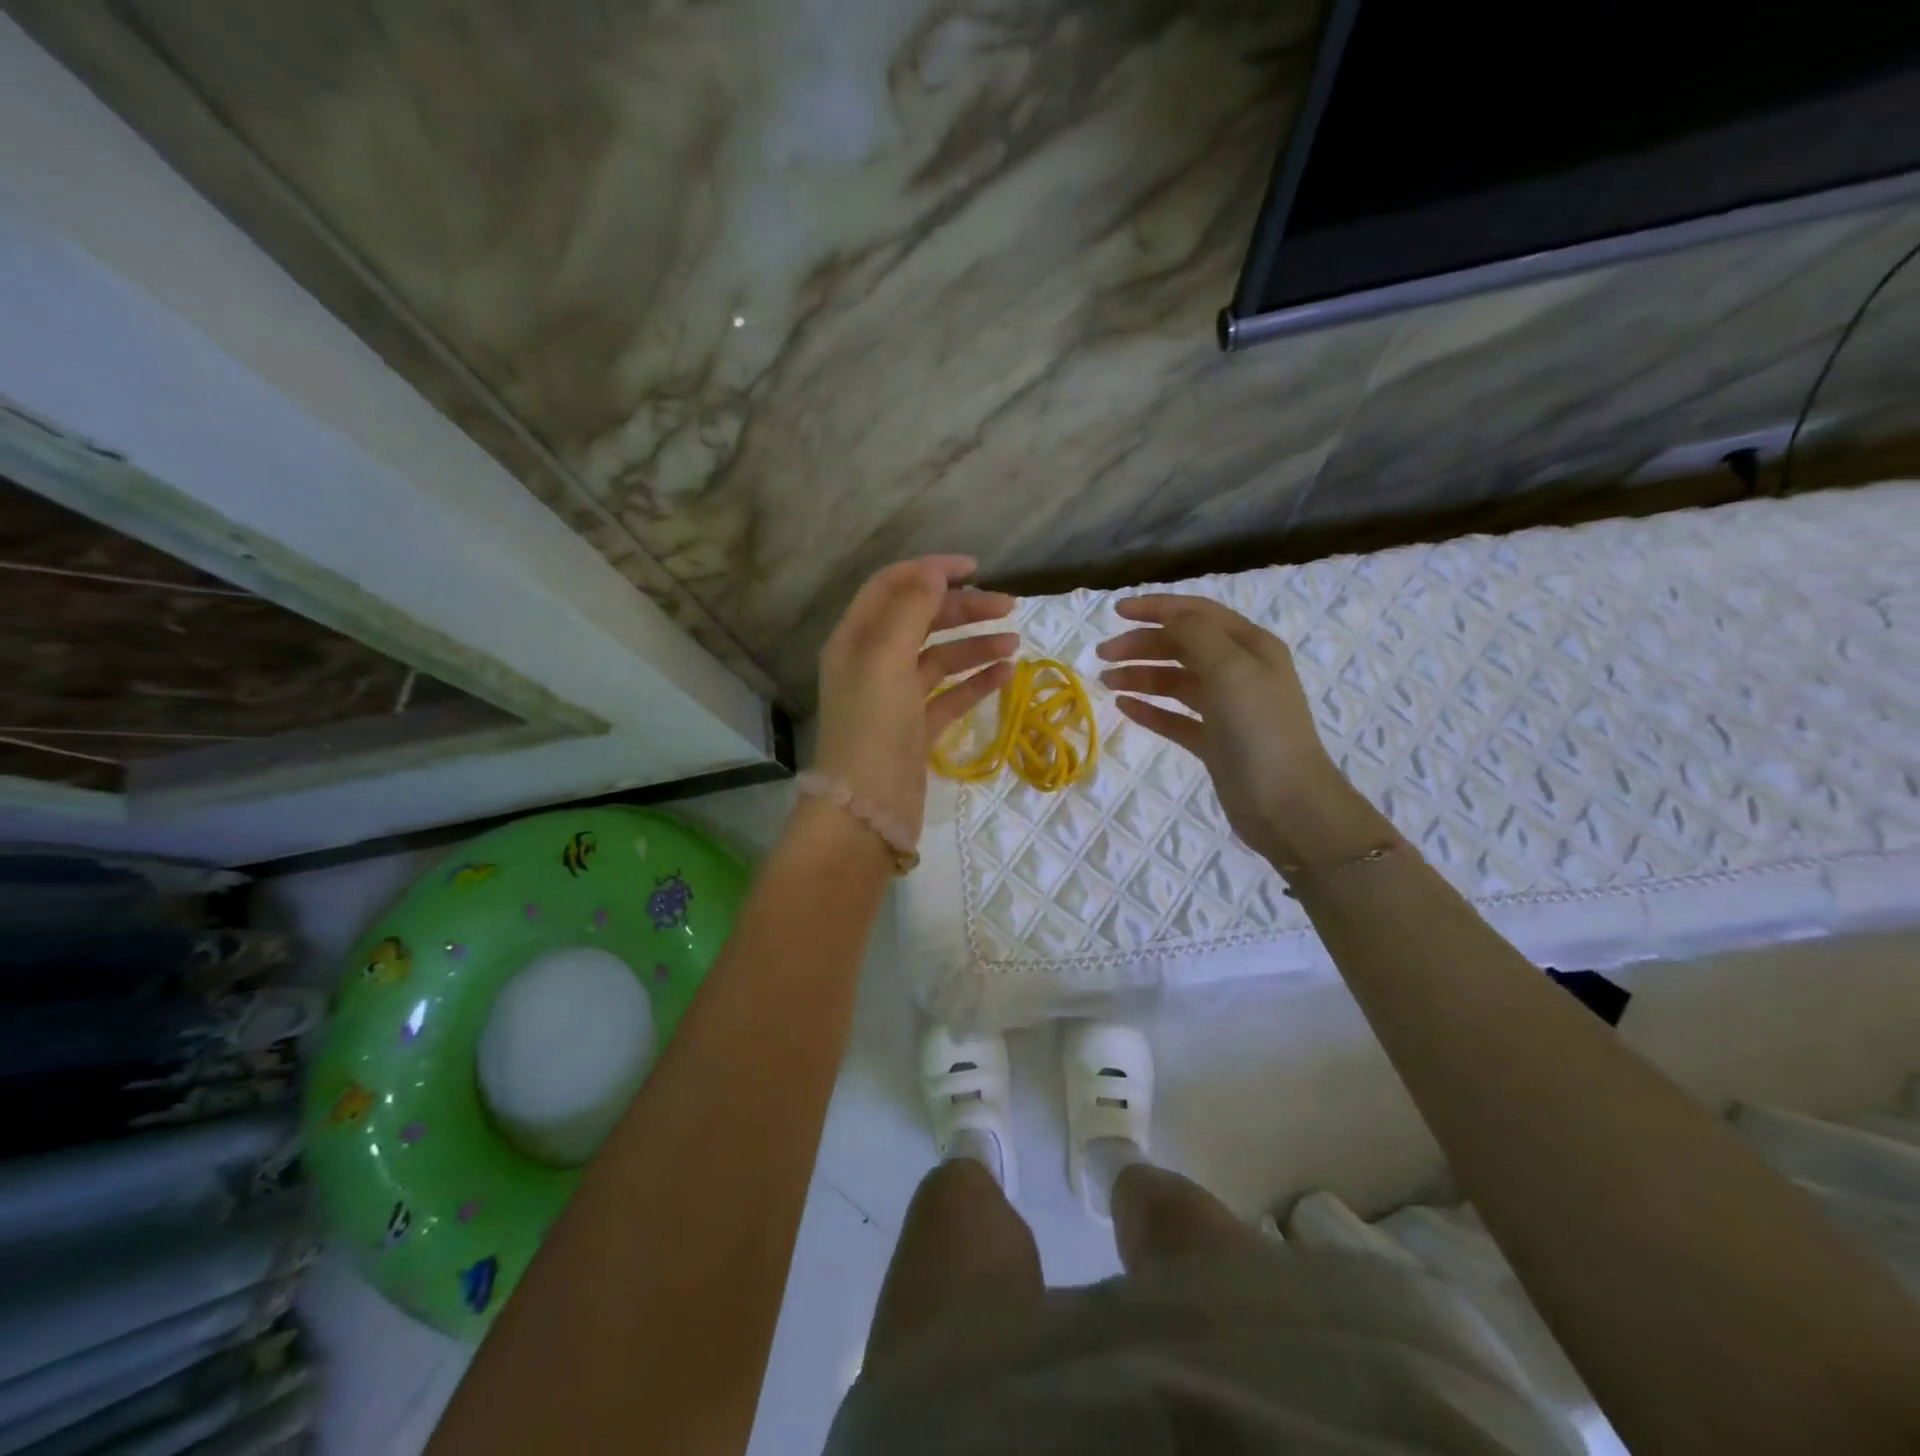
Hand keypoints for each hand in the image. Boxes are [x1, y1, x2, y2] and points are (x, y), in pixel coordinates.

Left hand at [814, 556, 1017, 844]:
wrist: (867, 809)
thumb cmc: (872, 727)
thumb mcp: (886, 659)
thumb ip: (910, 611)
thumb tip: (934, 573)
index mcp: (856, 639)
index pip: (892, 587)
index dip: (930, 571)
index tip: (975, 568)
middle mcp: (874, 663)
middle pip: (921, 620)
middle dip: (962, 608)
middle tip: (1008, 606)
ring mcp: (896, 698)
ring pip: (940, 658)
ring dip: (975, 645)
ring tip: (1014, 643)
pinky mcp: (916, 728)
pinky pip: (950, 695)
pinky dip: (975, 682)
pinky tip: (1006, 674)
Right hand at [1097, 595, 1380, 868]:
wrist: (1287, 804)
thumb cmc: (1259, 729)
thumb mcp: (1230, 669)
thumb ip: (1196, 635)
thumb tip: (1168, 615)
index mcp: (1251, 647)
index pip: (1198, 614)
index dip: (1157, 608)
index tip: (1116, 611)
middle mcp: (1240, 672)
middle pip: (1183, 646)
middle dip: (1143, 644)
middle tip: (1103, 654)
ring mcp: (1227, 709)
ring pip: (1176, 682)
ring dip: (1142, 676)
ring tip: (1107, 682)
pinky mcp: (1215, 742)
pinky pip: (1176, 718)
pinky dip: (1151, 710)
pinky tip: (1125, 707)